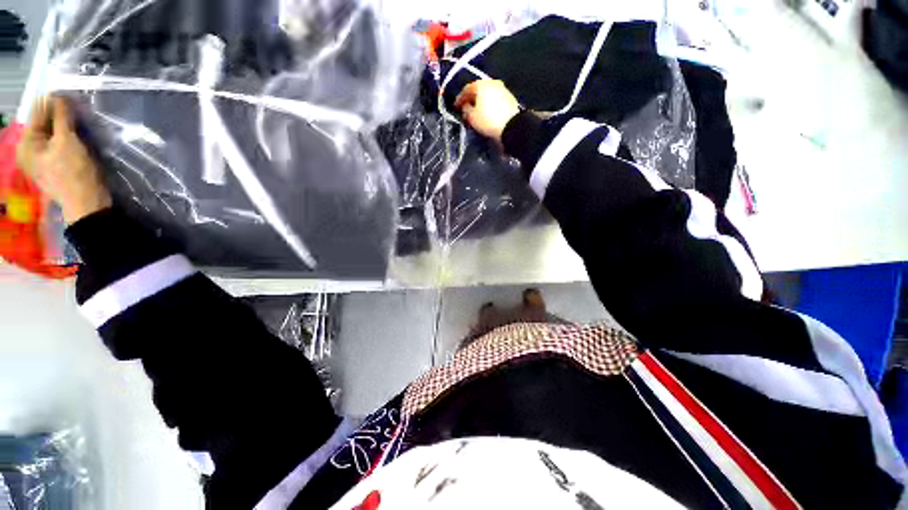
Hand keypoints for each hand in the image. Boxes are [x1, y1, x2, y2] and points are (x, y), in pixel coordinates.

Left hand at [16, 96, 110, 224]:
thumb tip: (59, 94)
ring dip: (65, 125)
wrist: (87, 203)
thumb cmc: (74, 173)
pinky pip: (58, 142)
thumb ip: (60, 116)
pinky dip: (67, 135)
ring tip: (78, 119)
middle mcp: (30, 148)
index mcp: (26, 142)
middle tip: (76, 106)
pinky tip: (77, 134)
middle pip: (44, 122)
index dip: (53, 102)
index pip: (38, 112)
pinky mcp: (54, 163)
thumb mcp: (67, 141)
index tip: (69, 94)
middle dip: (59, 114)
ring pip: (53, 132)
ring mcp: (41, 158)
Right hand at [454, 80, 520, 144]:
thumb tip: (466, 106)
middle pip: (478, 90)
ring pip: (487, 94)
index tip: (456, 107)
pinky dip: (489, 105)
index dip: (459, 99)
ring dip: (481, 102)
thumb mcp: (471, 117)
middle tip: (466, 109)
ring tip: (477, 112)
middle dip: (471, 100)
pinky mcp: (509, 98)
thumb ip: (465, 109)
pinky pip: (495, 99)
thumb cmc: (488, 121)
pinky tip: (487, 113)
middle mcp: (492, 83)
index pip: (466, 90)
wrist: (511, 126)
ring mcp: (502, 89)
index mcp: (481, 85)